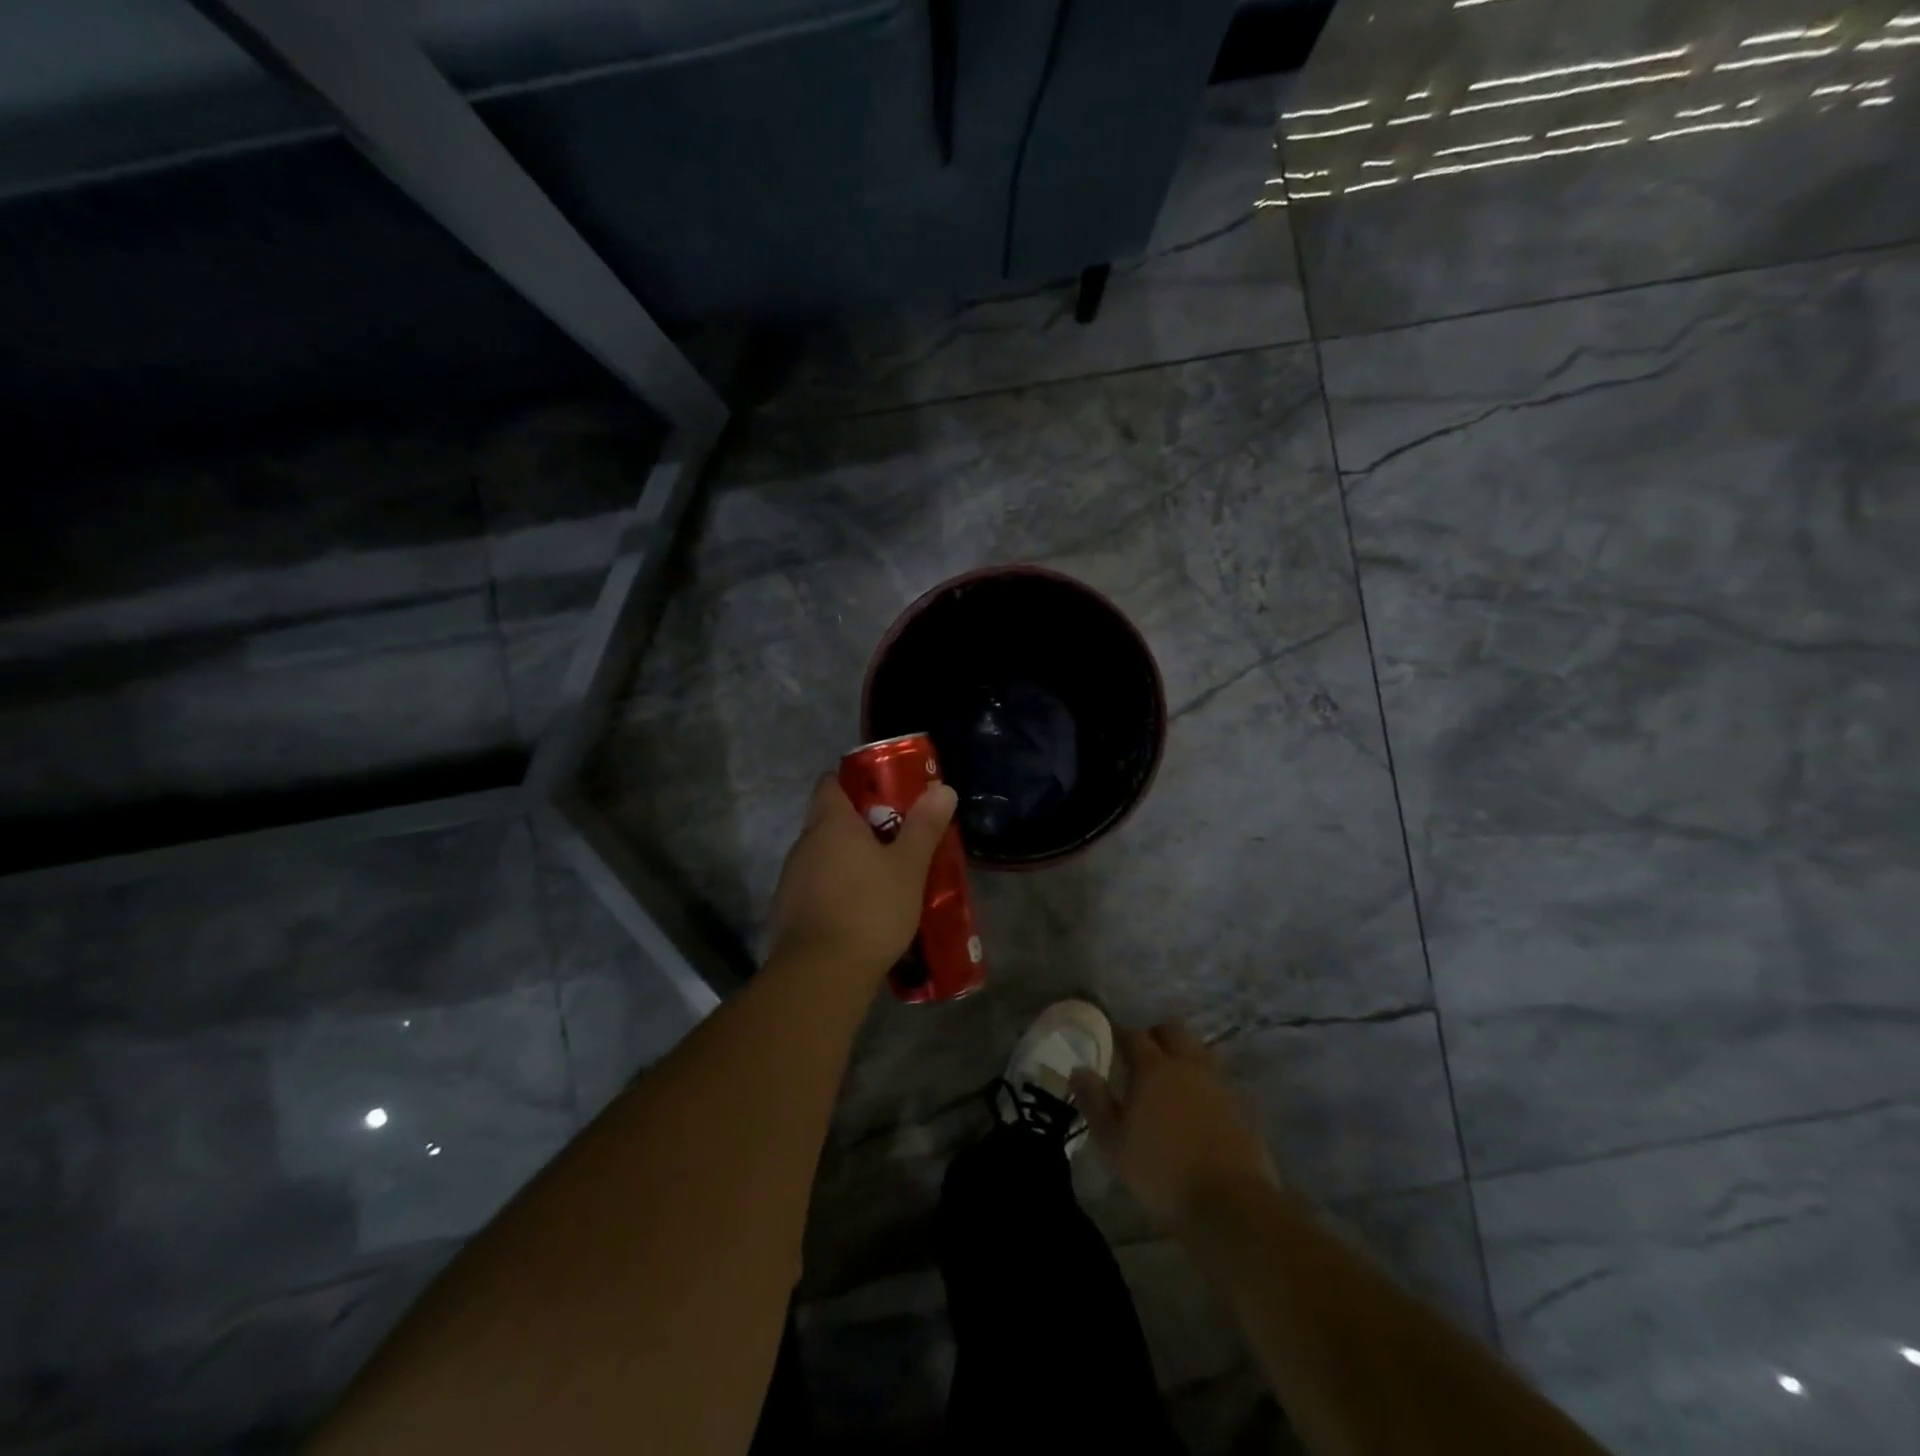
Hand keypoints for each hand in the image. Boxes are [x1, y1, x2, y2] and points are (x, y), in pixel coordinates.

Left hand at [766, 774, 957, 982]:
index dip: (853, 782)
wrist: (822, 973)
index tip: (881, 793)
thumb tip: (942, 788)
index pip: (830, 783)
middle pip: (827, 821)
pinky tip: (858, 913)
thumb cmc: (870, 908)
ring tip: (880, 878)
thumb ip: (924, 827)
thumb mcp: (909, 867)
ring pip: (821, 857)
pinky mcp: (786, 912)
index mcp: (831, 823)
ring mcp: (791, 879)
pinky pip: (814, 888)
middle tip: (894, 838)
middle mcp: (804, 844)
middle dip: (857, 826)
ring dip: (846, 861)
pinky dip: (834, 891)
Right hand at [1071, 1023, 1279, 1229]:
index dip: (1122, 1035)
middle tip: (1143, 1053)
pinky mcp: (1240, 1106)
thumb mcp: (1113, 1141)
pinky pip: (1217, 1079)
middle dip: (1157, 1035)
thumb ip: (1094, 1101)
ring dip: (1184, 1054)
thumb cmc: (1160, 1170)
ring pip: (1199, 1051)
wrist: (1229, 1202)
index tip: (1113, 1041)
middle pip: (1173, 1031)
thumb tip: (1078, 1069)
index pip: (1134, 1036)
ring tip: (1171, 1077)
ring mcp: (1218, 1084)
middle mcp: (1187, 1065)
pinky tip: (1197, 1103)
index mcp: (1153, 1068)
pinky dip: (1204, 1081)